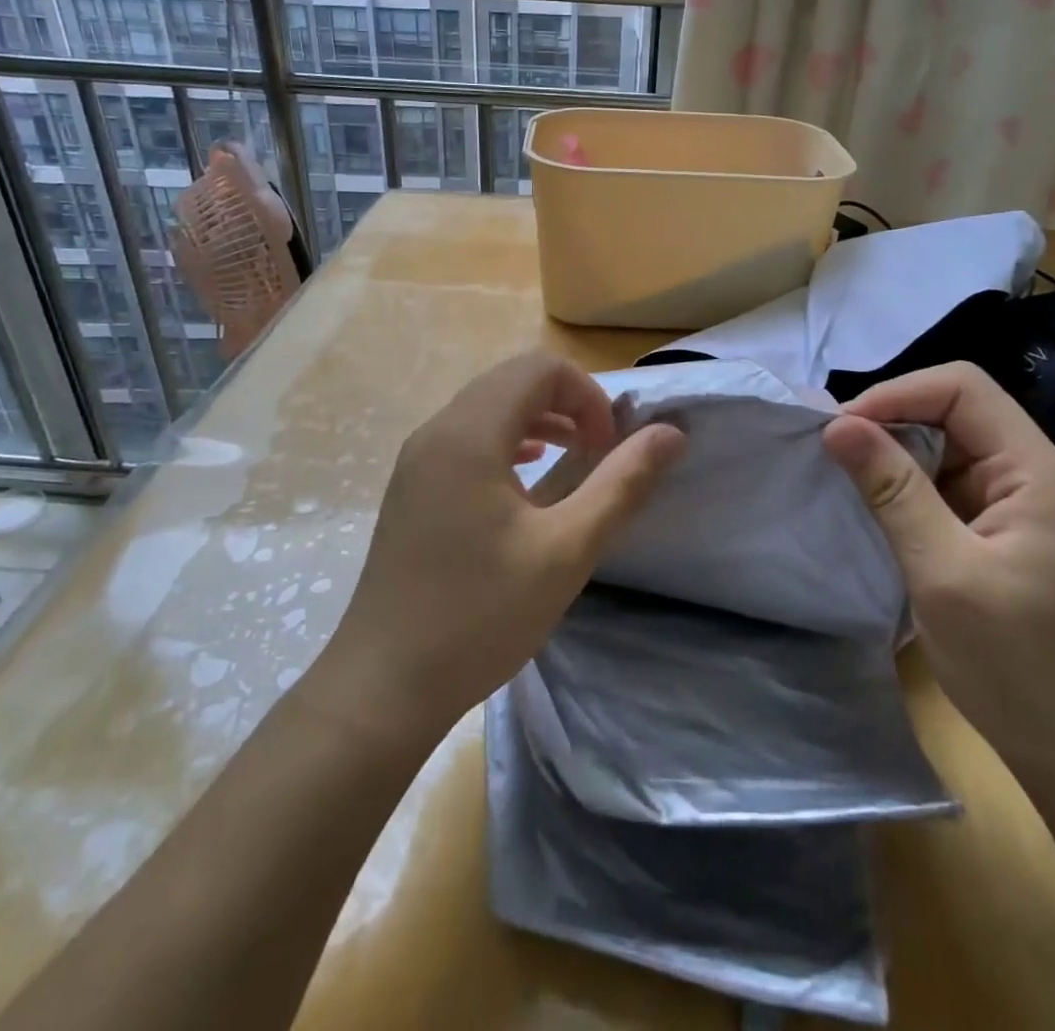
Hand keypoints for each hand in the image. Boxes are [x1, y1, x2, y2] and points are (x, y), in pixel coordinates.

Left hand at [312, 352, 684, 744]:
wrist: (383, 686)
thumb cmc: (479, 617)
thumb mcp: (566, 551)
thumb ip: (622, 484)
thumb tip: (671, 434)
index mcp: (469, 433)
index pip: (539, 368)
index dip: (587, 395)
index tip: (609, 447)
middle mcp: (436, 431)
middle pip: (511, 380)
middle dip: (566, 402)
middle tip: (597, 452)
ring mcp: (417, 459)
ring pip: (487, 406)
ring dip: (538, 419)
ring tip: (572, 458)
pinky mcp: (411, 487)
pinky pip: (466, 437)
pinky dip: (507, 441)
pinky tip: (526, 478)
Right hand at [822, 363, 1054, 782]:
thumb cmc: (1019, 666)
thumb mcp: (944, 572)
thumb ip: (892, 491)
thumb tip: (837, 425)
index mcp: (1034, 471)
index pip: (962, 388)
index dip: (897, 394)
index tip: (842, 431)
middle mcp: (1031, 475)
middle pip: (955, 411)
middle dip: (890, 421)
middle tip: (833, 452)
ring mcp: (1018, 507)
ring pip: (947, 449)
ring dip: (895, 456)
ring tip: (844, 476)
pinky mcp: (1002, 536)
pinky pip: (947, 488)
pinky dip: (907, 489)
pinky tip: (875, 509)